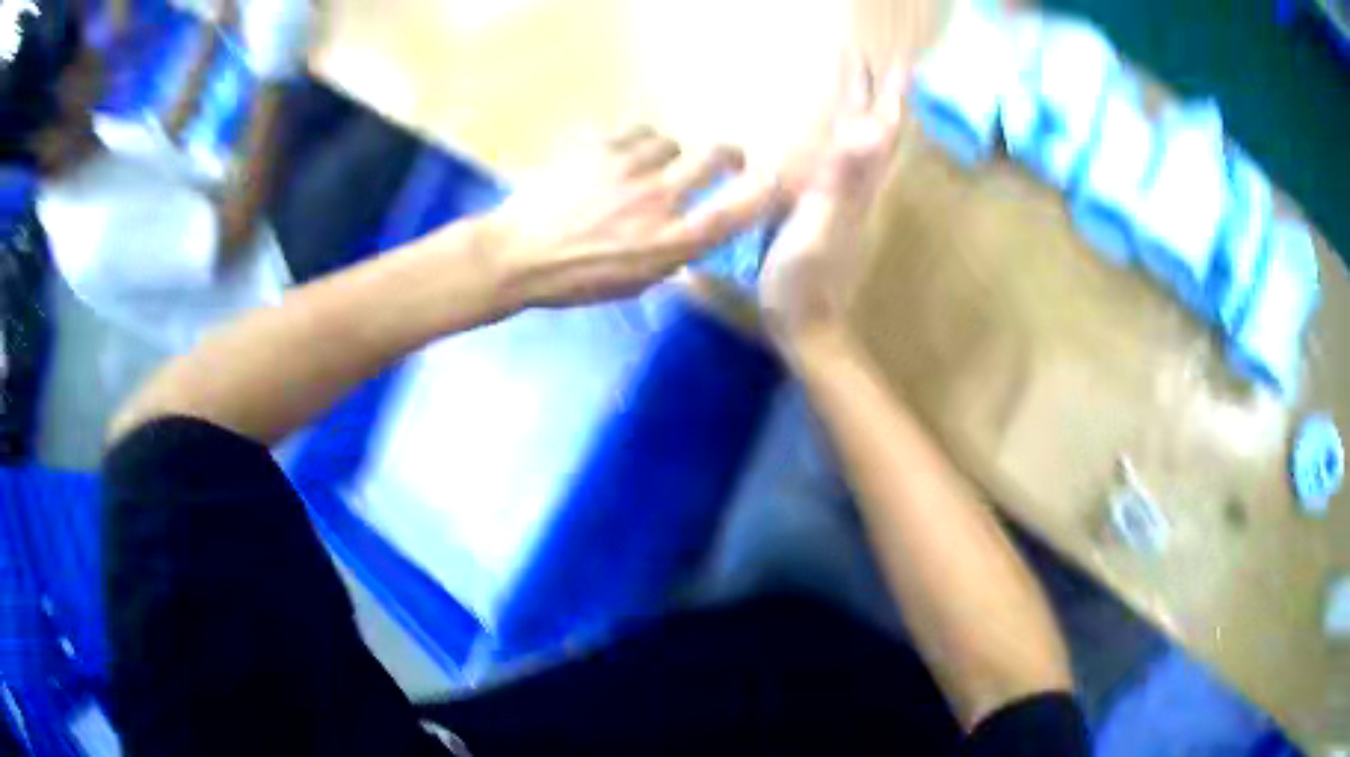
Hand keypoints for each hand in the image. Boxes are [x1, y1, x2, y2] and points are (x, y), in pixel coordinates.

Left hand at [486, 126, 781, 307]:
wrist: (516, 255)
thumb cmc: (574, 279)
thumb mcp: (633, 282)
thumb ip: (671, 253)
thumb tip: (692, 231)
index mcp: (670, 243)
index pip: (736, 210)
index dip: (765, 191)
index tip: (774, 180)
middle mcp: (659, 200)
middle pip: (716, 155)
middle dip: (727, 155)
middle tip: (723, 160)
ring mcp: (630, 169)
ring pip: (674, 141)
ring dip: (671, 154)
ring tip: (652, 167)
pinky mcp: (601, 149)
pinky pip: (638, 132)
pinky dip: (639, 144)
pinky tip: (625, 157)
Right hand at [759, 57, 909, 349]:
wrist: (805, 324)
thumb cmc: (805, 279)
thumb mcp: (819, 224)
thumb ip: (843, 178)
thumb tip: (869, 128)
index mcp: (856, 183)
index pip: (880, 130)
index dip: (887, 95)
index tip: (896, 61)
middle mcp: (857, 186)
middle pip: (875, 132)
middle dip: (877, 94)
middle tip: (878, 61)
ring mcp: (844, 199)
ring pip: (862, 146)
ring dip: (865, 113)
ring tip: (864, 87)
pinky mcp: (827, 211)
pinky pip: (841, 163)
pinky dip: (843, 138)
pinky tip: (835, 134)